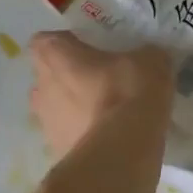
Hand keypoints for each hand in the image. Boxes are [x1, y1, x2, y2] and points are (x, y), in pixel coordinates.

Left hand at [27, 31, 172, 158]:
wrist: (120, 152)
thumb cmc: (128, 94)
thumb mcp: (151, 62)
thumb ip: (145, 55)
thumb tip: (148, 59)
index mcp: (55, 56)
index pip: (47, 40)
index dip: (67, 44)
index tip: (90, 50)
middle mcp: (41, 86)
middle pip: (50, 75)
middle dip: (71, 77)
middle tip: (103, 81)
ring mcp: (45, 122)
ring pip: (57, 108)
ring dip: (76, 108)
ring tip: (108, 114)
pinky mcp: (57, 151)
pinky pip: (70, 135)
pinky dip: (85, 135)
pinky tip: (110, 139)